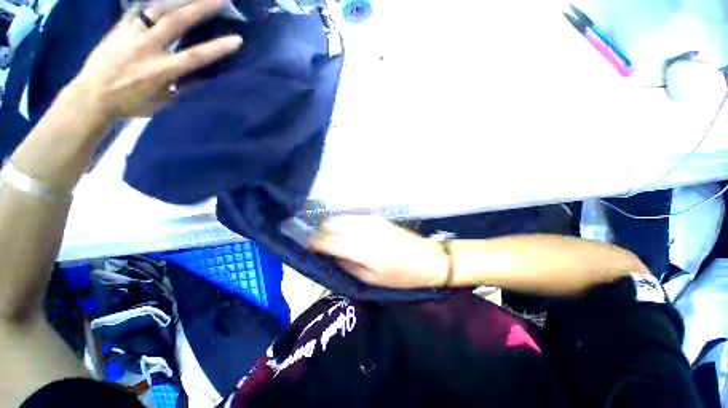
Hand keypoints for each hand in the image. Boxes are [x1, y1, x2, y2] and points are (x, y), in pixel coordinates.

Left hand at [69, 0, 242, 119]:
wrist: (92, 96)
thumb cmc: (130, 103)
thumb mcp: (162, 101)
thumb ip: (177, 84)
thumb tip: (191, 74)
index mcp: (162, 70)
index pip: (196, 56)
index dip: (218, 48)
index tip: (237, 39)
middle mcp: (148, 48)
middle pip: (177, 22)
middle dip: (200, 8)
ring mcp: (132, 35)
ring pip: (158, 9)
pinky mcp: (119, 28)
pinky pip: (138, 10)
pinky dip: (153, 2)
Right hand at [308, 216, 448, 288]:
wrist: (426, 258)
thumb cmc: (400, 276)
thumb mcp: (369, 279)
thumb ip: (345, 265)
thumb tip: (328, 256)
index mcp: (360, 247)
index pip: (325, 240)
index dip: (312, 243)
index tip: (306, 249)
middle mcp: (362, 228)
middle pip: (329, 223)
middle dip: (320, 233)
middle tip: (321, 247)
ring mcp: (369, 219)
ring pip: (339, 217)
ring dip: (331, 227)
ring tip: (333, 241)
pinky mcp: (375, 217)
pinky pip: (351, 217)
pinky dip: (343, 224)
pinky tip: (348, 234)